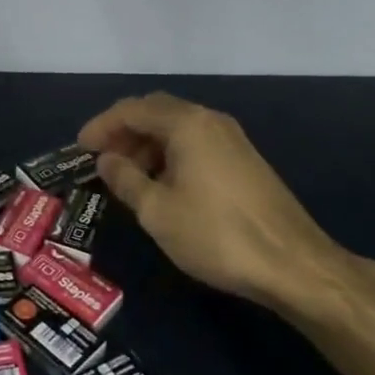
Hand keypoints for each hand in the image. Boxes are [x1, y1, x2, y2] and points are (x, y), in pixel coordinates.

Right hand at [77, 93, 374, 320]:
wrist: (294, 264)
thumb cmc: (216, 234)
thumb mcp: (157, 211)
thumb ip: (126, 179)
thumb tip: (106, 160)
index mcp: (186, 123)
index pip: (132, 110)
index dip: (101, 126)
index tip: (80, 148)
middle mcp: (209, 120)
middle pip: (155, 112)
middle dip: (124, 132)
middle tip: (101, 160)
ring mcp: (231, 138)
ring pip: (177, 128)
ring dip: (147, 145)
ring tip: (127, 177)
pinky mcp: (244, 160)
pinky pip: (195, 143)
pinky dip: (170, 154)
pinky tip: (163, 185)